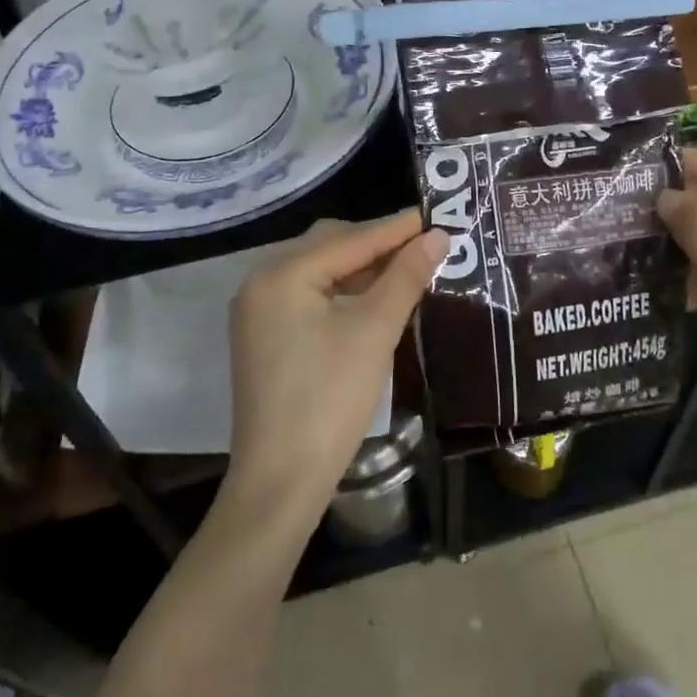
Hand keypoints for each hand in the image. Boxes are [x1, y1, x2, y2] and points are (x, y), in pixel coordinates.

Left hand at [225, 212, 448, 524]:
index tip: (437, 215)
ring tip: (407, 268)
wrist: (281, 481)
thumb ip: (405, 277)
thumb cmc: (330, 399)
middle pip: (329, 246)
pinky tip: (374, 298)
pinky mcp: (264, 335)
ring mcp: (258, 310)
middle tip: (425, 244)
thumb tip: (438, 236)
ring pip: (319, 271)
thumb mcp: (374, 332)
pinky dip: (342, 292)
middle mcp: (261, 281)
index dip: (396, 228)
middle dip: (377, 244)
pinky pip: (308, 295)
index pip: (350, 238)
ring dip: (361, 268)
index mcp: (282, 273)